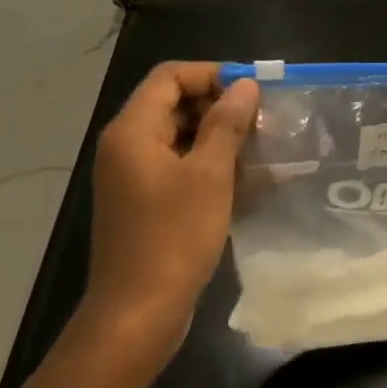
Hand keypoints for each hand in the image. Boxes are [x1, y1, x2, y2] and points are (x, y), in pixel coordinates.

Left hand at [84, 62, 258, 380]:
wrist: (138, 313)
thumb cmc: (174, 238)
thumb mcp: (209, 175)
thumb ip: (226, 123)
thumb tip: (245, 85)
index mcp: (132, 131)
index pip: (170, 76)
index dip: (212, 74)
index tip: (253, 91)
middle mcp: (125, 146)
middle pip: (171, 102)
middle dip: (218, 104)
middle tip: (261, 120)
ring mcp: (131, 175)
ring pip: (177, 135)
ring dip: (216, 134)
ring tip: (257, 147)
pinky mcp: (142, 201)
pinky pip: (175, 164)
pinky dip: (205, 162)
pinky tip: (240, 177)